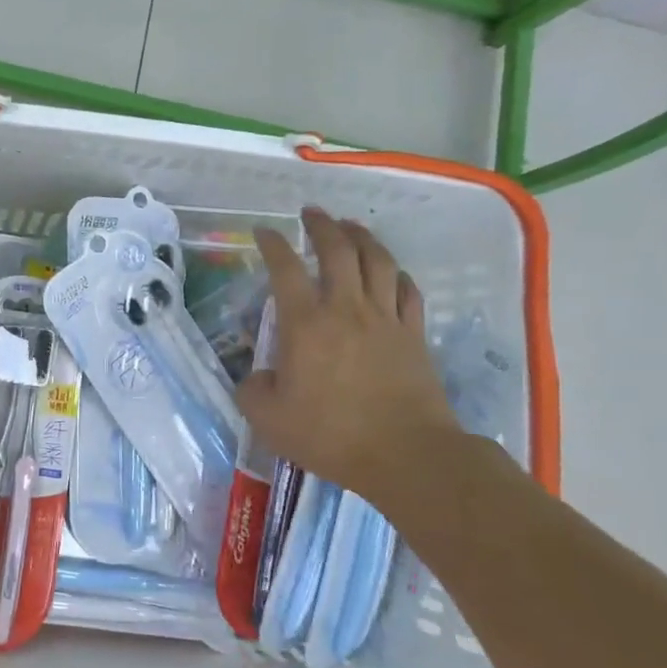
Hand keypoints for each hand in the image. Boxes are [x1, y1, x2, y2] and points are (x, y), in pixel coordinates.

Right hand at [238, 207, 460, 504]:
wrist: (405, 454)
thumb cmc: (330, 435)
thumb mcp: (269, 419)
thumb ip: (252, 391)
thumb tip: (255, 377)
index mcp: (305, 324)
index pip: (285, 269)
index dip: (272, 244)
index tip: (264, 231)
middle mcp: (346, 309)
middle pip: (338, 250)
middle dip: (321, 225)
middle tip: (311, 213)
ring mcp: (385, 318)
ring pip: (377, 260)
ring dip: (361, 237)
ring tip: (350, 226)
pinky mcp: (414, 334)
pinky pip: (407, 290)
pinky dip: (396, 273)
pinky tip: (391, 271)